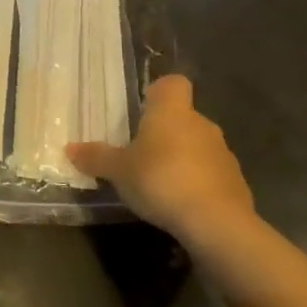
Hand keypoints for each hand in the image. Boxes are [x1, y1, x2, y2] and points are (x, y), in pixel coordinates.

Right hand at [68, 75, 255, 243]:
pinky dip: (197, 184)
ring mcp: (223, 153)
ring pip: (198, 146)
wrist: (216, 222)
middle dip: (165, 133)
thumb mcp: (118, 171)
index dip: (159, 92)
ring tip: (159, 184)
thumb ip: (96, 157)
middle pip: (183, 118)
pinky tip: (181, 204)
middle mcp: (201, 124)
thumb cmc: (161, 180)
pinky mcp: (236, 183)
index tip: (143, 109)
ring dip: (182, 159)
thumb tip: (70, 148)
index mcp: (172, 111)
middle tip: (140, 154)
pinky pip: (211, 174)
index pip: (173, 84)